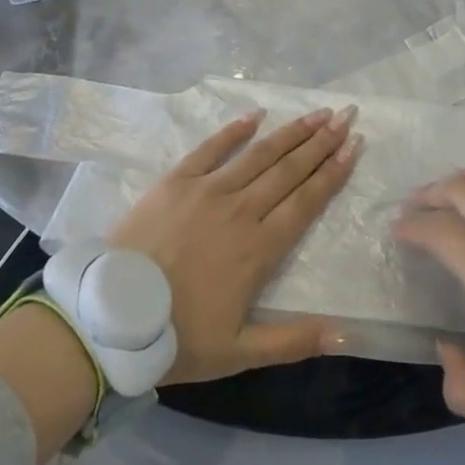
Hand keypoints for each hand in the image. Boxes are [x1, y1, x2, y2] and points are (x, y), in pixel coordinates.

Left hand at [108, 107, 359, 383]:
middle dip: (321, 142)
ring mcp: (208, 190)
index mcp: (260, 248)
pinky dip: (234, 130)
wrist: (110, 317)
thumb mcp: (238, 352)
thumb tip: (347, 334)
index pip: (307, 201)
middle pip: (290, 170)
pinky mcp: (177, 181)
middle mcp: (242, 210)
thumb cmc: (176, 337)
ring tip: (317, 112)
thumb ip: (293, 341)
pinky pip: (211, 148)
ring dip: (291, 132)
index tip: (354, 146)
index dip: (333, 173)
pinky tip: (255, 114)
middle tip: (345, 116)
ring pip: (260, 154)